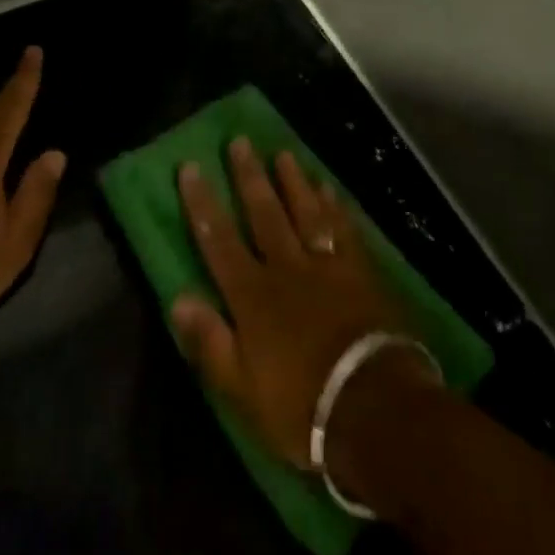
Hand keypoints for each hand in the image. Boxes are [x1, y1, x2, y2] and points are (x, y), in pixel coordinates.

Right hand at [172, 139, 433, 469]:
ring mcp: (328, 268)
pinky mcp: (362, 275)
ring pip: (306, 213)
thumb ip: (209, 340)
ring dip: (292, 182)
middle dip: (249, 177)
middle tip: (240, 142)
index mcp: (251, 296)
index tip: (191, 168)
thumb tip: (178, 297)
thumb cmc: (301, 407)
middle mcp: (286, 270)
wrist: (377, 412)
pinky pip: (344, 230)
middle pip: (264, 214)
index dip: (202, 203)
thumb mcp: (241, 388)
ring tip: (282, 153)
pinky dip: (335, 207)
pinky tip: (328, 189)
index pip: (218, 240)